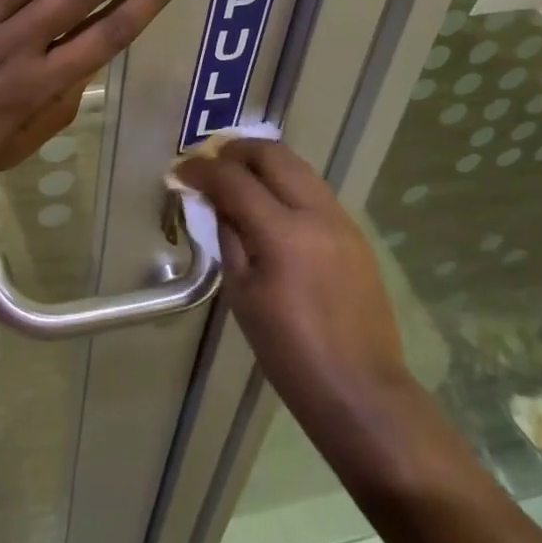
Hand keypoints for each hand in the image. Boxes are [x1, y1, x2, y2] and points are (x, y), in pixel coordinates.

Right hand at [176, 140, 408, 429]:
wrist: (360, 391)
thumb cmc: (290, 353)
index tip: (181, 171)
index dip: (202, 169)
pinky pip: (314, 190)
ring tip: (237, 179)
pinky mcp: (354, 233)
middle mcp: (316, 213)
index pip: (234, 180)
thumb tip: (217, 204)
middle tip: (211, 164)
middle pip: (273, 154)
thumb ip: (229, 238)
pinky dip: (286, 183)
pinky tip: (270, 204)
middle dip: (236, 151)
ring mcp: (341, 219)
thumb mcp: (242, 296)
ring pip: (298, 166)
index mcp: (283, 233)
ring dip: (263, 163)